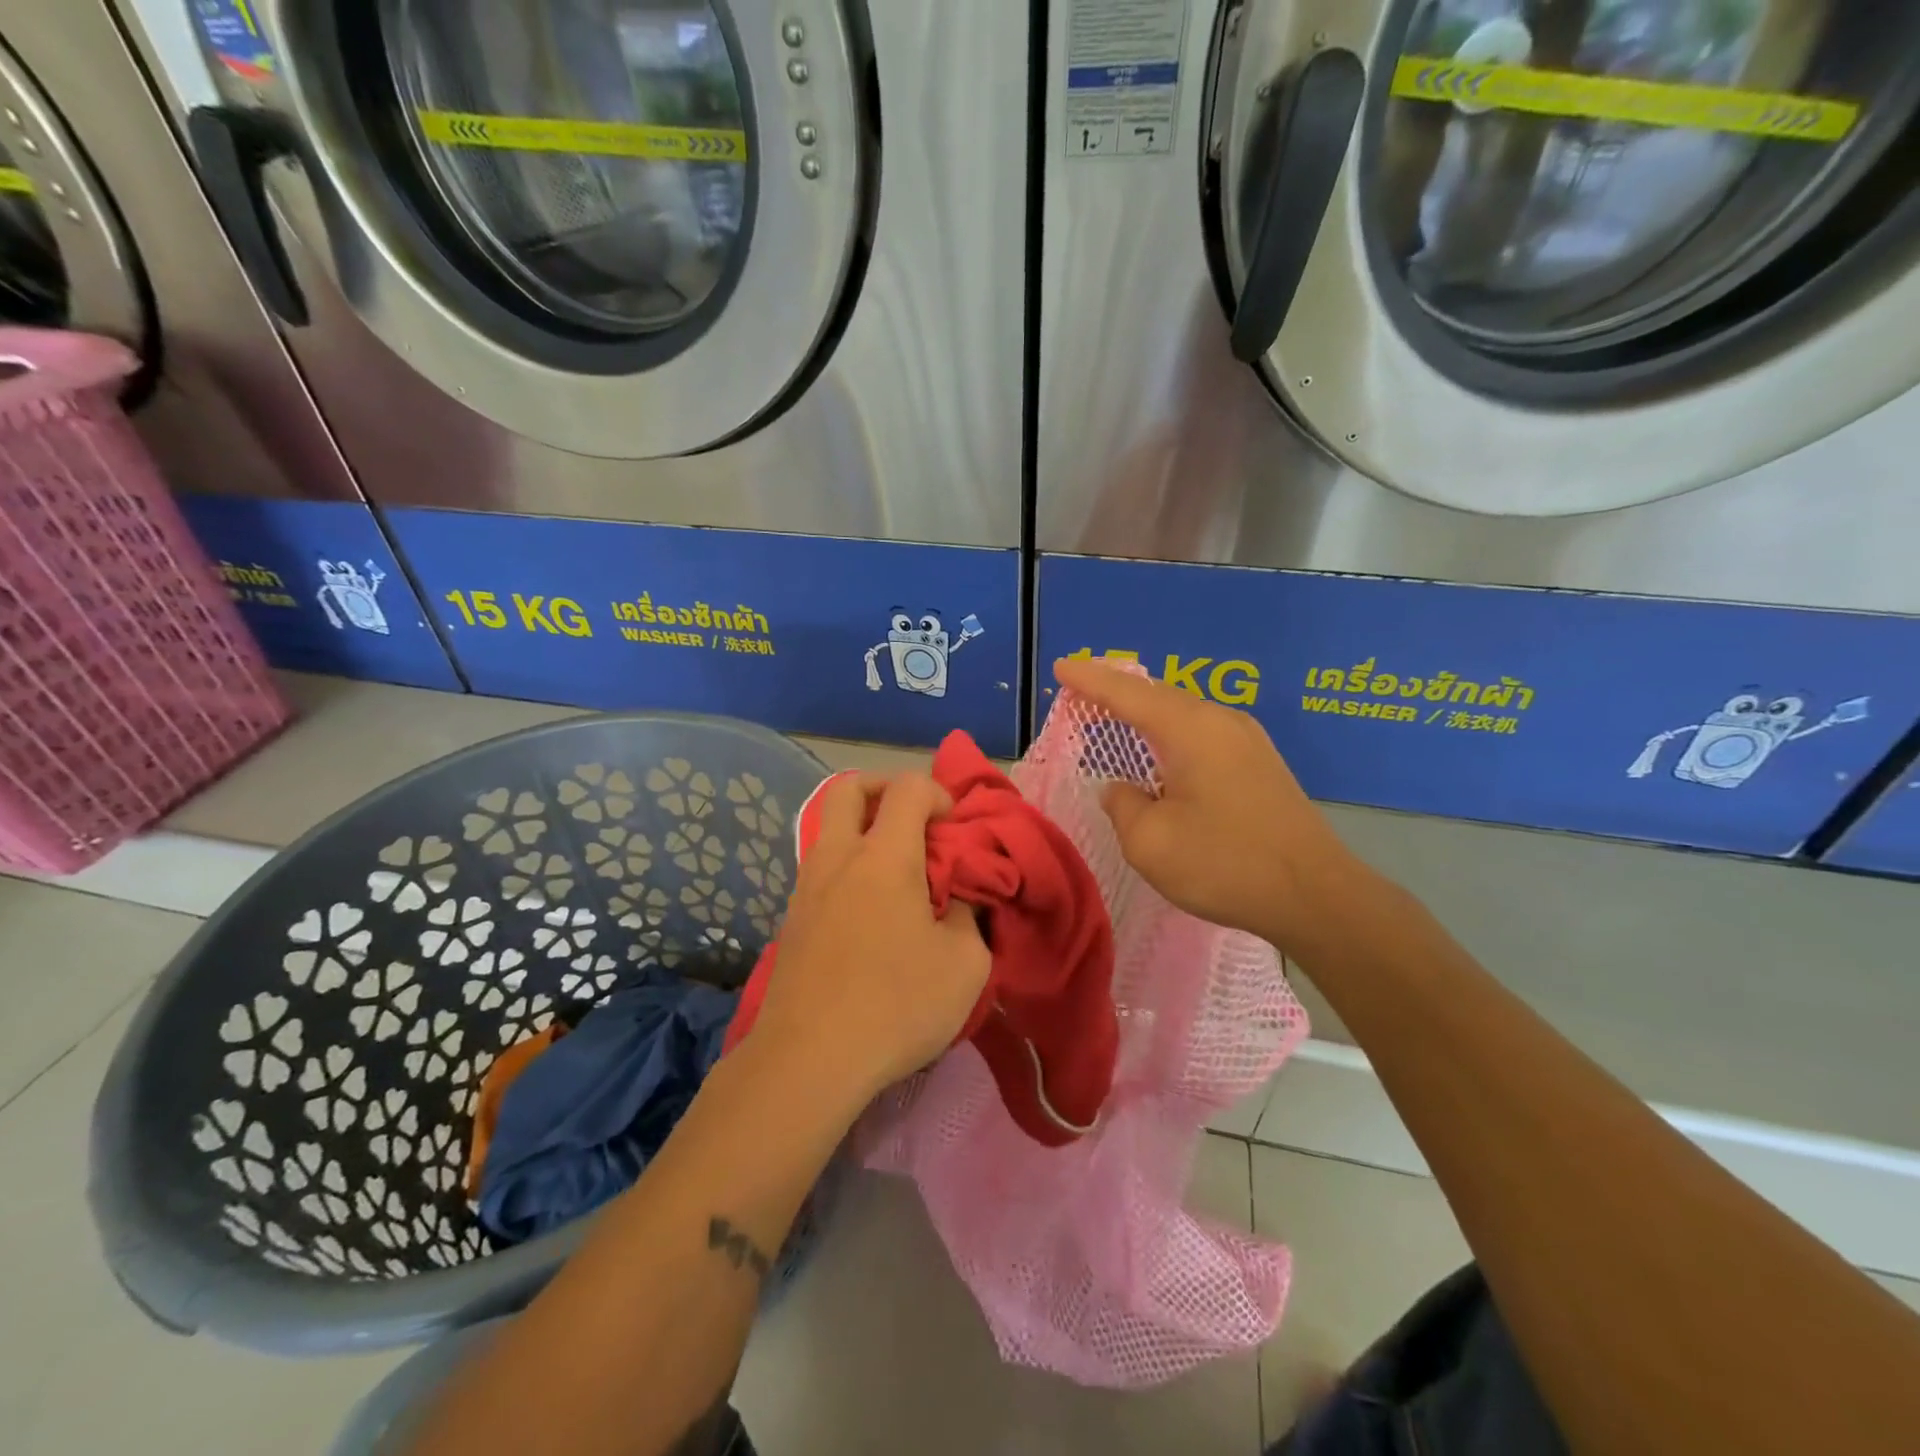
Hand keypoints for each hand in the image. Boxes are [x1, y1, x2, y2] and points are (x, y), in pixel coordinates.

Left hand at [751, 773, 991, 1103]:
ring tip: (896, 876)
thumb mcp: (965, 964)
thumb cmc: (896, 1004)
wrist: (808, 1061)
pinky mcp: (791, 919)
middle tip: (913, 821)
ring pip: (830, 829)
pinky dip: (848, 869)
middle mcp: (838, 858)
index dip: (938, 794)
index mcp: (884, 856)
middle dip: (885, 789)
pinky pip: (822, 870)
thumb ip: (969, 916)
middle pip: (849, 789)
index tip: (954, 830)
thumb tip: (958, 898)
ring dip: (864, 832)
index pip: (908, 788)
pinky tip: (869, 915)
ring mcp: (806, 887)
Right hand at [1052, 657, 1366, 955]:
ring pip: (1183, 714)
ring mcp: (1247, 741)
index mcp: (1190, 729)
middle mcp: (1221, 721)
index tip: (1060, 667)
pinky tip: (1160, 751)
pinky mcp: (1260, 764)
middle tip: (1080, 692)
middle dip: (1116, 692)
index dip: (1090, 680)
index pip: (1127, 693)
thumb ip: (1122, 805)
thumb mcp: (1150, 842)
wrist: (1315, 895)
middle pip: (1157, 695)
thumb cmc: (1225, 864)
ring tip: (1114, 716)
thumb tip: (1121, 789)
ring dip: (1145, 713)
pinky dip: (1170, 733)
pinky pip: (1202, 733)